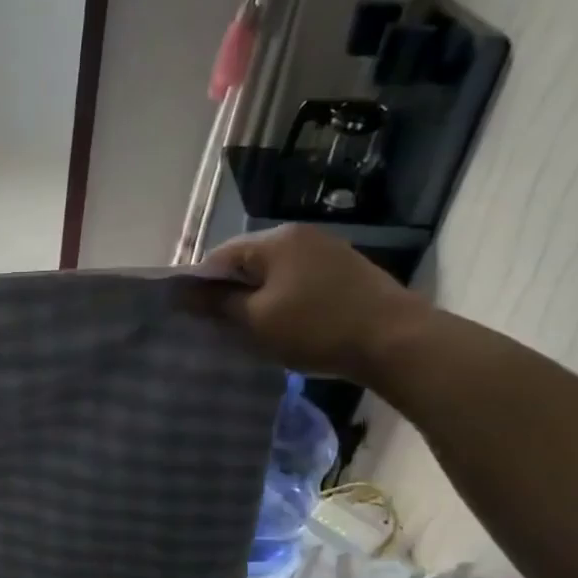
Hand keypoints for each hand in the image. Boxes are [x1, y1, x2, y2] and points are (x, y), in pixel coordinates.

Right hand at [202, 224, 432, 385]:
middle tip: (222, 327)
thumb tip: (181, 293)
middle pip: (248, 261)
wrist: (396, 341)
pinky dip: (285, 300)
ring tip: (254, 329)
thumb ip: (216, 304)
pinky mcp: (347, 271)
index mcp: (275, 240)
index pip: (219, 256)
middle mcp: (300, 235)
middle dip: (231, 292)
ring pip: (275, 273)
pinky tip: (288, 325)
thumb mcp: (256, 321)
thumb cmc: (316, 328)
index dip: (201, 285)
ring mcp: (328, 250)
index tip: (194, 317)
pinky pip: (299, 281)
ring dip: (259, 298)